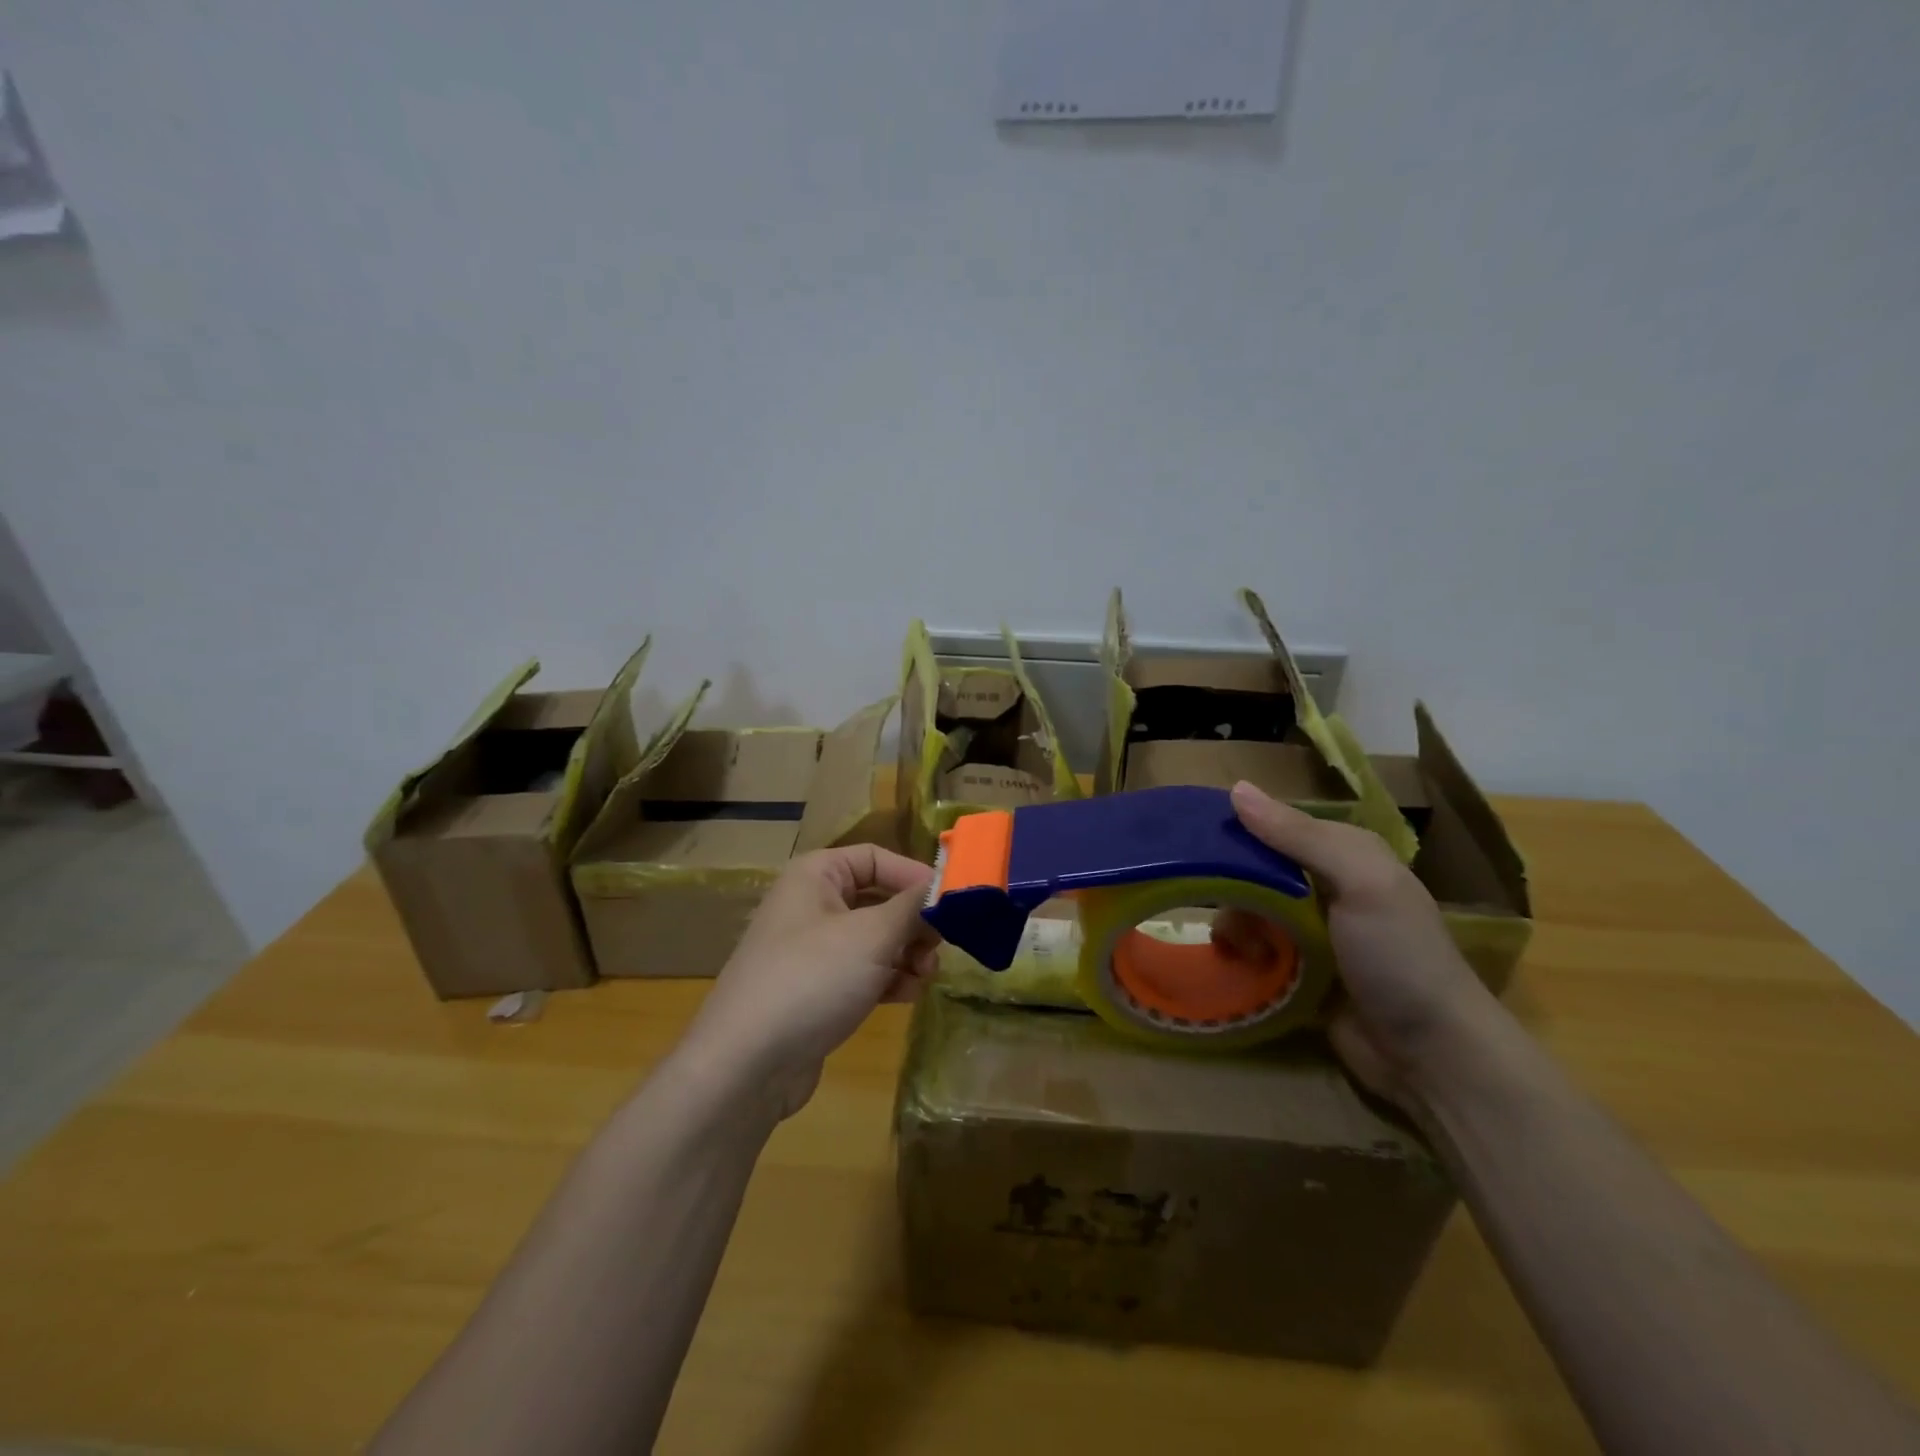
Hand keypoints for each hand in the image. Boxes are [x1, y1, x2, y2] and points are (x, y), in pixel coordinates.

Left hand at [683, 844, 937, 1119]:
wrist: (745, 1065)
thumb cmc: (811, 979)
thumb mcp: (872, 936)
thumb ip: (914, 907)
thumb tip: (947, 886)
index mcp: (816, 876)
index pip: (876, 857)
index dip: (914, 876)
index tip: (952, 903)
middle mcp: (811, 905)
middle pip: (878, 899)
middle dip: (914, 923)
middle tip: (940, 947)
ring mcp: (811, 950)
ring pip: (874, 939)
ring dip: (906, 954)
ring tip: (925, 976)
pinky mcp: (815, 990)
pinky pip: (862, 972)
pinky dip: (888, 978)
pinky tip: (907, 995)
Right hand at [1221, 781, 1499, 1107]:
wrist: (1432, 1056)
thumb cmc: (1399, 957)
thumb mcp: (1360, 883)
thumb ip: (1299, 837)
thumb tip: (1236, 788)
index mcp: (1346, 854)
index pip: (1277, 826)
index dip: (1238, 832)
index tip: (1195, 844)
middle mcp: (1328, 886)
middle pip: (1257, 870)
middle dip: (1233, 887)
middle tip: (1220, 908)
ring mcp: (1314, 932)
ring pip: (1250, 910)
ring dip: (1236, 925)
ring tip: (1240, 949)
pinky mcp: (1300, 972)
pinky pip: (1254, 950)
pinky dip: (1242, 954)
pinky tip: (1241, 966)